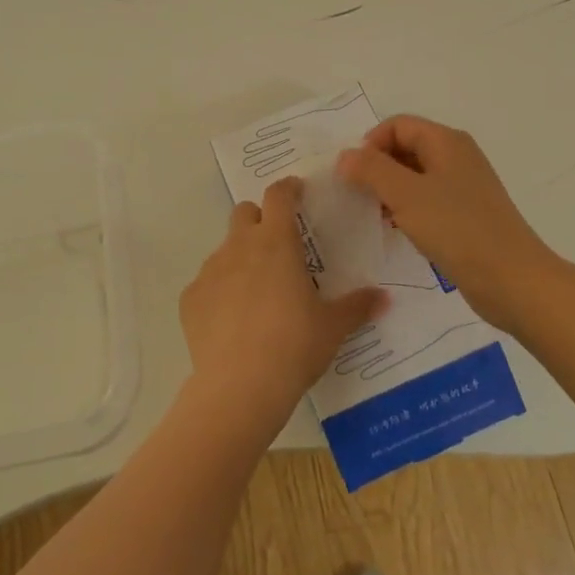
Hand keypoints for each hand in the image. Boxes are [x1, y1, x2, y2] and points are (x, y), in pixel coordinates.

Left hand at [179, 178, 385, 436]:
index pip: (279, 195)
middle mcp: (240, 246)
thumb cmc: (294, 346)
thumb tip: (384, 297)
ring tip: (257, 294)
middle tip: (278, 245)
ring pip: (225, 249)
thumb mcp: (333, 327)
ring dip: (240, 259)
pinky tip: (232, 322)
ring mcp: (210, 270)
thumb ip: (357, 306)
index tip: (297, 192)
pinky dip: (219, 293)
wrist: (239, 386)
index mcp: (277, 242)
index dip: (288, 188)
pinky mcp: (190, 298)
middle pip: (244, 212)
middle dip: (259, 219)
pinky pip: (207, 284)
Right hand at [336, 115, 559, 332]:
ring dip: (390, 190)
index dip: (370, 144)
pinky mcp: (466, 214)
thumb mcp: (406, 195)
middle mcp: (457, 156)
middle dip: (377, 167)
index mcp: (446, 141)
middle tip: (359, 197)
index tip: (353, 176)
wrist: (512, 280)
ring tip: (375, 216)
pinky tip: (398, 230)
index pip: (397, 125)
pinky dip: (408, 209)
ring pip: (415, 176)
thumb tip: (345, 155)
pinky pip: (428, 200)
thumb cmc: (457, 229)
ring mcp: (464, 186)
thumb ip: (371, 170)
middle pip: (406, 147)